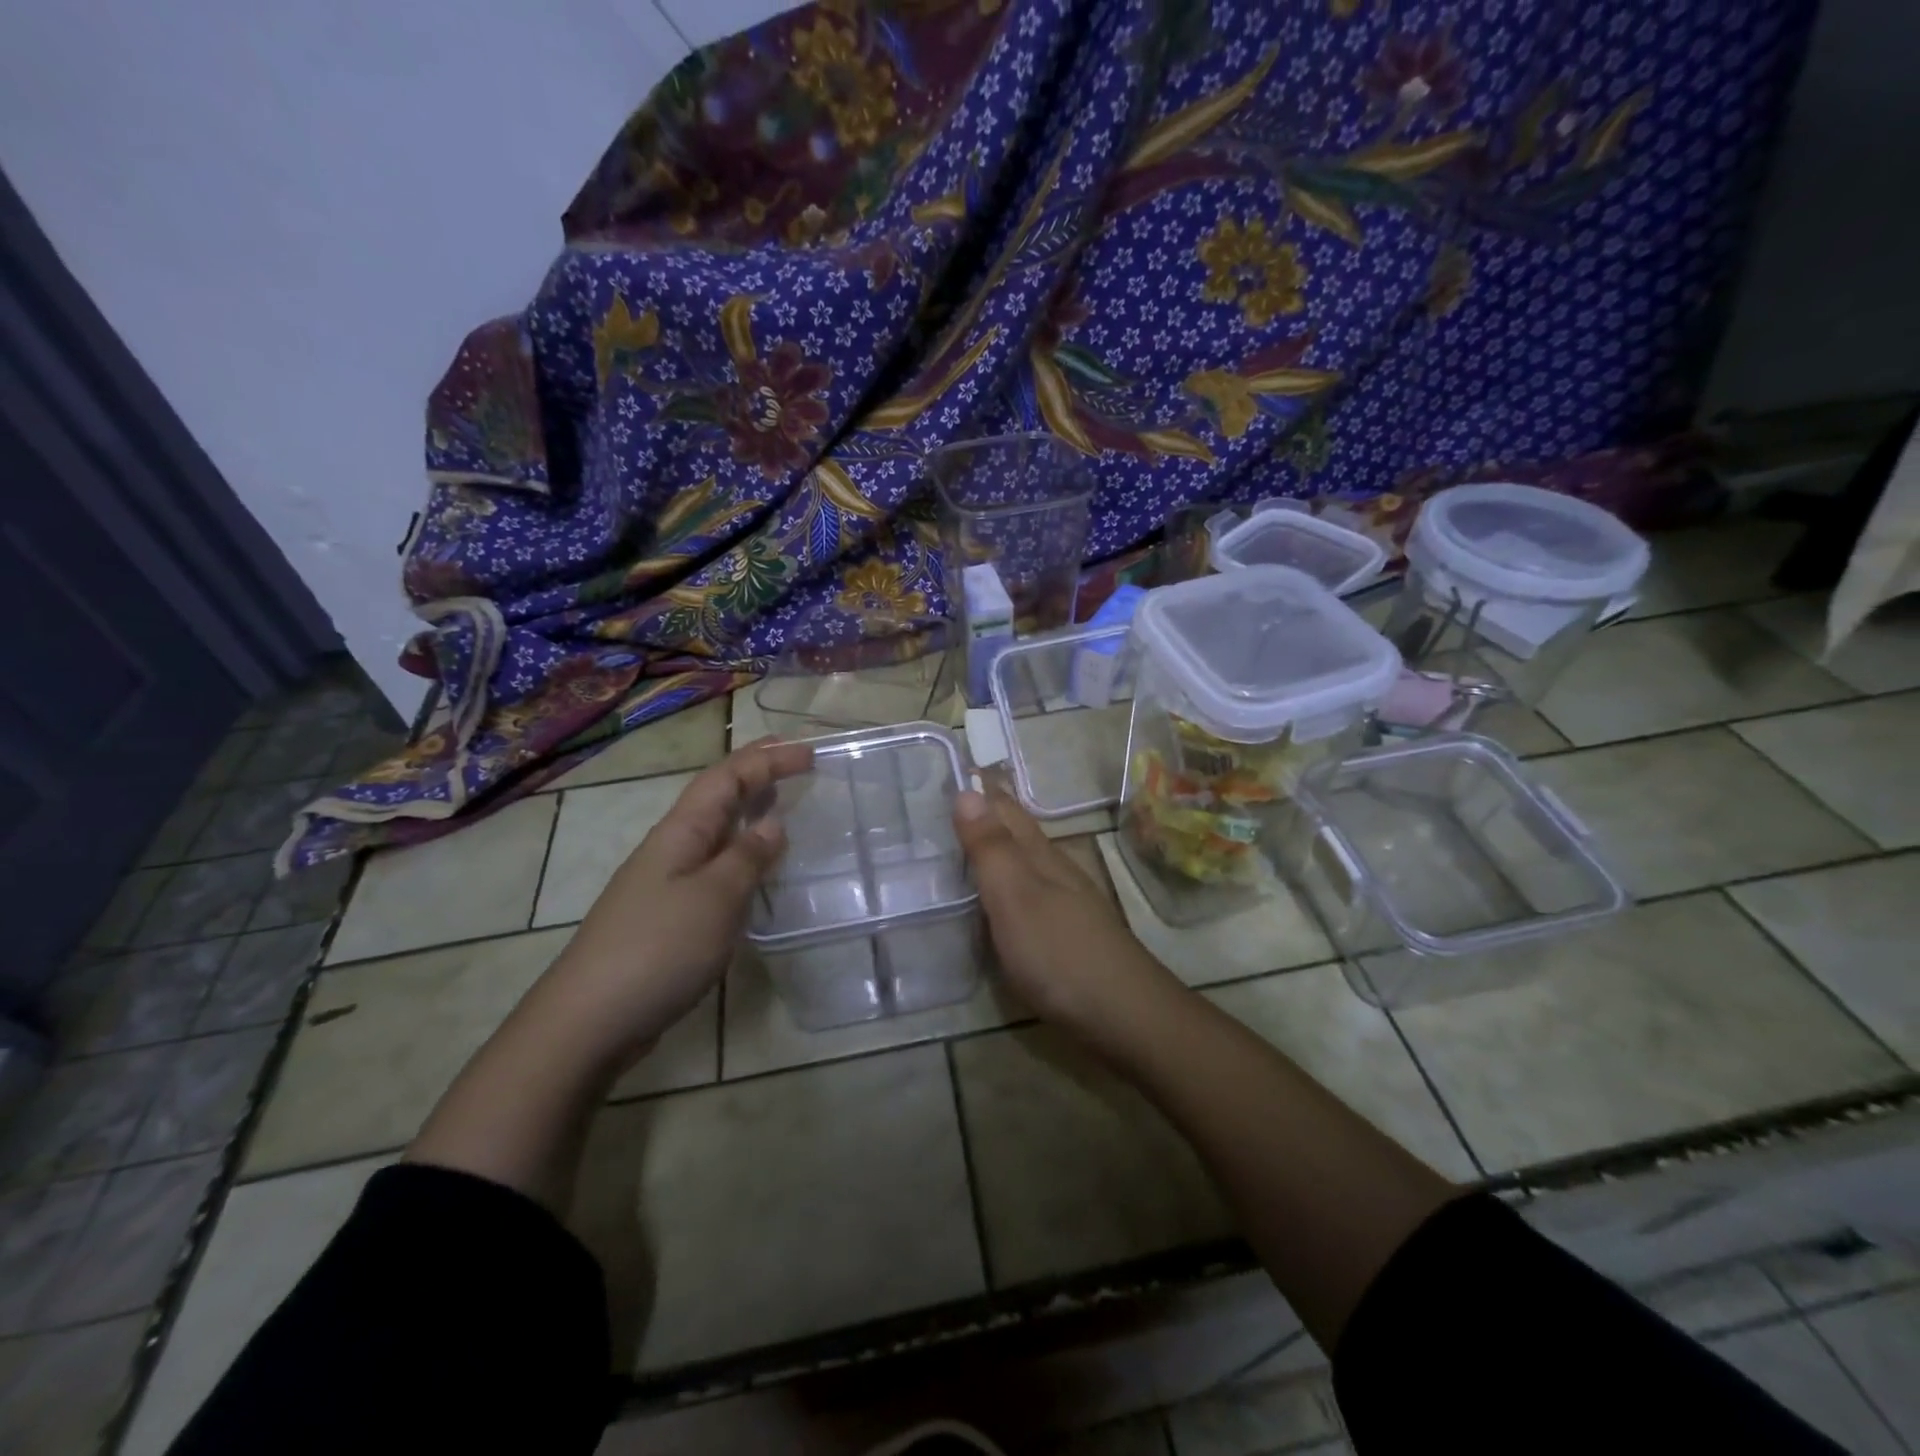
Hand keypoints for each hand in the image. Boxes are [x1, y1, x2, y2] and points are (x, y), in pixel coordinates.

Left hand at [551, 738, 813, 1057]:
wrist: (590, 1020)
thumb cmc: (658, 948)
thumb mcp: (715, 897)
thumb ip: (747, 858)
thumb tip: (773, 824)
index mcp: (681, 832)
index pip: (726, 778)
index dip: (767, 759)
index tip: (809, 753)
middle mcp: (672, 848)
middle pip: (717, 797)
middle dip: (756, 774)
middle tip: (797, 762)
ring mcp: (667, 882)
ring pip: (715, 832)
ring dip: (748, 811)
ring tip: (782, 804)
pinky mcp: (670, 915)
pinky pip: (714, 866)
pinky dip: (741, 854)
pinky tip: (756, 870)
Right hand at [952, 783, 1174, 1038]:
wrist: (1125, 1016)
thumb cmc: (1061, 954)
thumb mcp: (1016, 898)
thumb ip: (991, 848)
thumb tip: (967, 790)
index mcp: (1039, 857)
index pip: (1006, 810)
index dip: (982, 790)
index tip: (956, 768)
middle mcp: (1055, 871)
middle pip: (1019, 832)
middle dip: (989, 812)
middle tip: (952, 798)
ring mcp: (1066, 903)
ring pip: (1026, 861)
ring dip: (999, 846)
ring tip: (968, 840)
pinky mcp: (1068, 934)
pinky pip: (1030, 892)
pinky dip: (1009, 882)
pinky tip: (1001, 897)